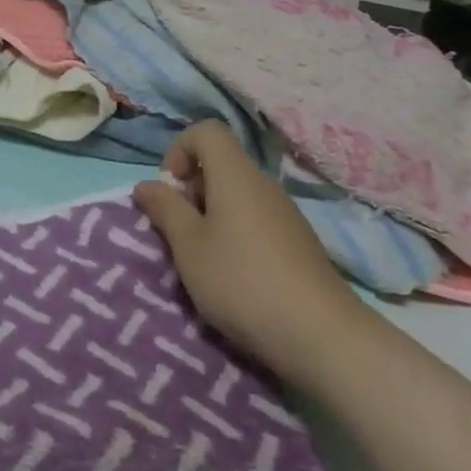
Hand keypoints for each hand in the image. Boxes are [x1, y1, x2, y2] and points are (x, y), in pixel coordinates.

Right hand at [133, 121, 360, 382]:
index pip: (206, 131)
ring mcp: (287, 215)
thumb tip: (146, 185)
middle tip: (181, 230)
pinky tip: (237, 278)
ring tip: (205, 259)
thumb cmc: (242, 281)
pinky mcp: (300, 245)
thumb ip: (165, 209)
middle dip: (193, 190)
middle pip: (221, 165)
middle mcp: (263, 185)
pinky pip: (258, 221)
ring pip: (239, 196)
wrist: (324, 339)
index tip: (171, 189)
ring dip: (213, 216)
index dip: (180, 150)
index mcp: (235, 175)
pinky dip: (238, 236)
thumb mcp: (188, 246)